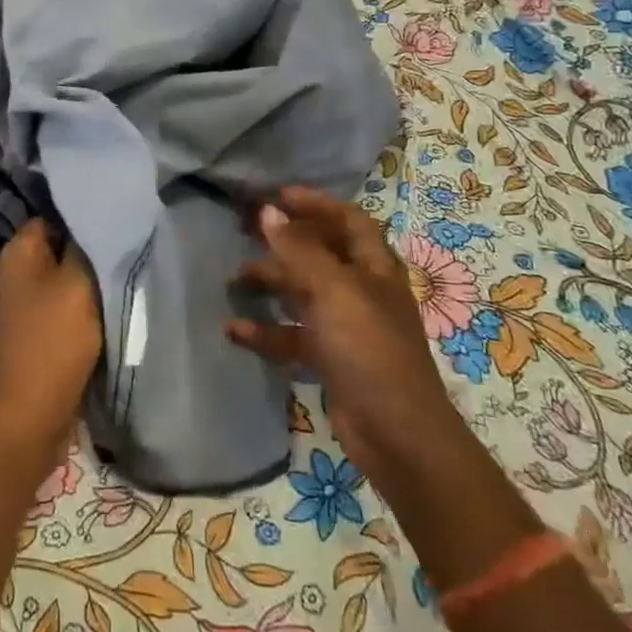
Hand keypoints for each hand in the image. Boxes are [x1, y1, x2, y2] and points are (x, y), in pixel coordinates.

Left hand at [0, 221, 103, 475]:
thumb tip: (95, 220)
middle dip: (92, 252)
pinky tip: (112, 313)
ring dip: (92, 286)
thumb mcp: (77, 284)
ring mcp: (24, 308)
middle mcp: (15, 274)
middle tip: (130, 251)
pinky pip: (66, 313)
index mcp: (18, 253)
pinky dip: (86, 313)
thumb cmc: (52, 341)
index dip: (84, 217)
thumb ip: (88, 247)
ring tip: (127, 280)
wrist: (28, 419)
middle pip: (61, 250)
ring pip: (66, 283)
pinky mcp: (36, 337)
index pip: (53, 217)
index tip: (118, 220)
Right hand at [227, 186, 457, 489]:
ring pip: (303, 294)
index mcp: (374, 268)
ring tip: (235, 279)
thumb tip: (268, 210)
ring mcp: (346, 327)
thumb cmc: (369, 350)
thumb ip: (299, 250)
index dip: (316, 204)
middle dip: (285, 241)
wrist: (397, 435)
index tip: (276, 196)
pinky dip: (267, 331)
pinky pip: (293, 336)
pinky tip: (235, 331)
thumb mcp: (334, 291)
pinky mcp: (331, 360)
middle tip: (245, 231)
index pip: (348, 220)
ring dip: (271, 284)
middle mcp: (361, 291)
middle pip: (321, 254)